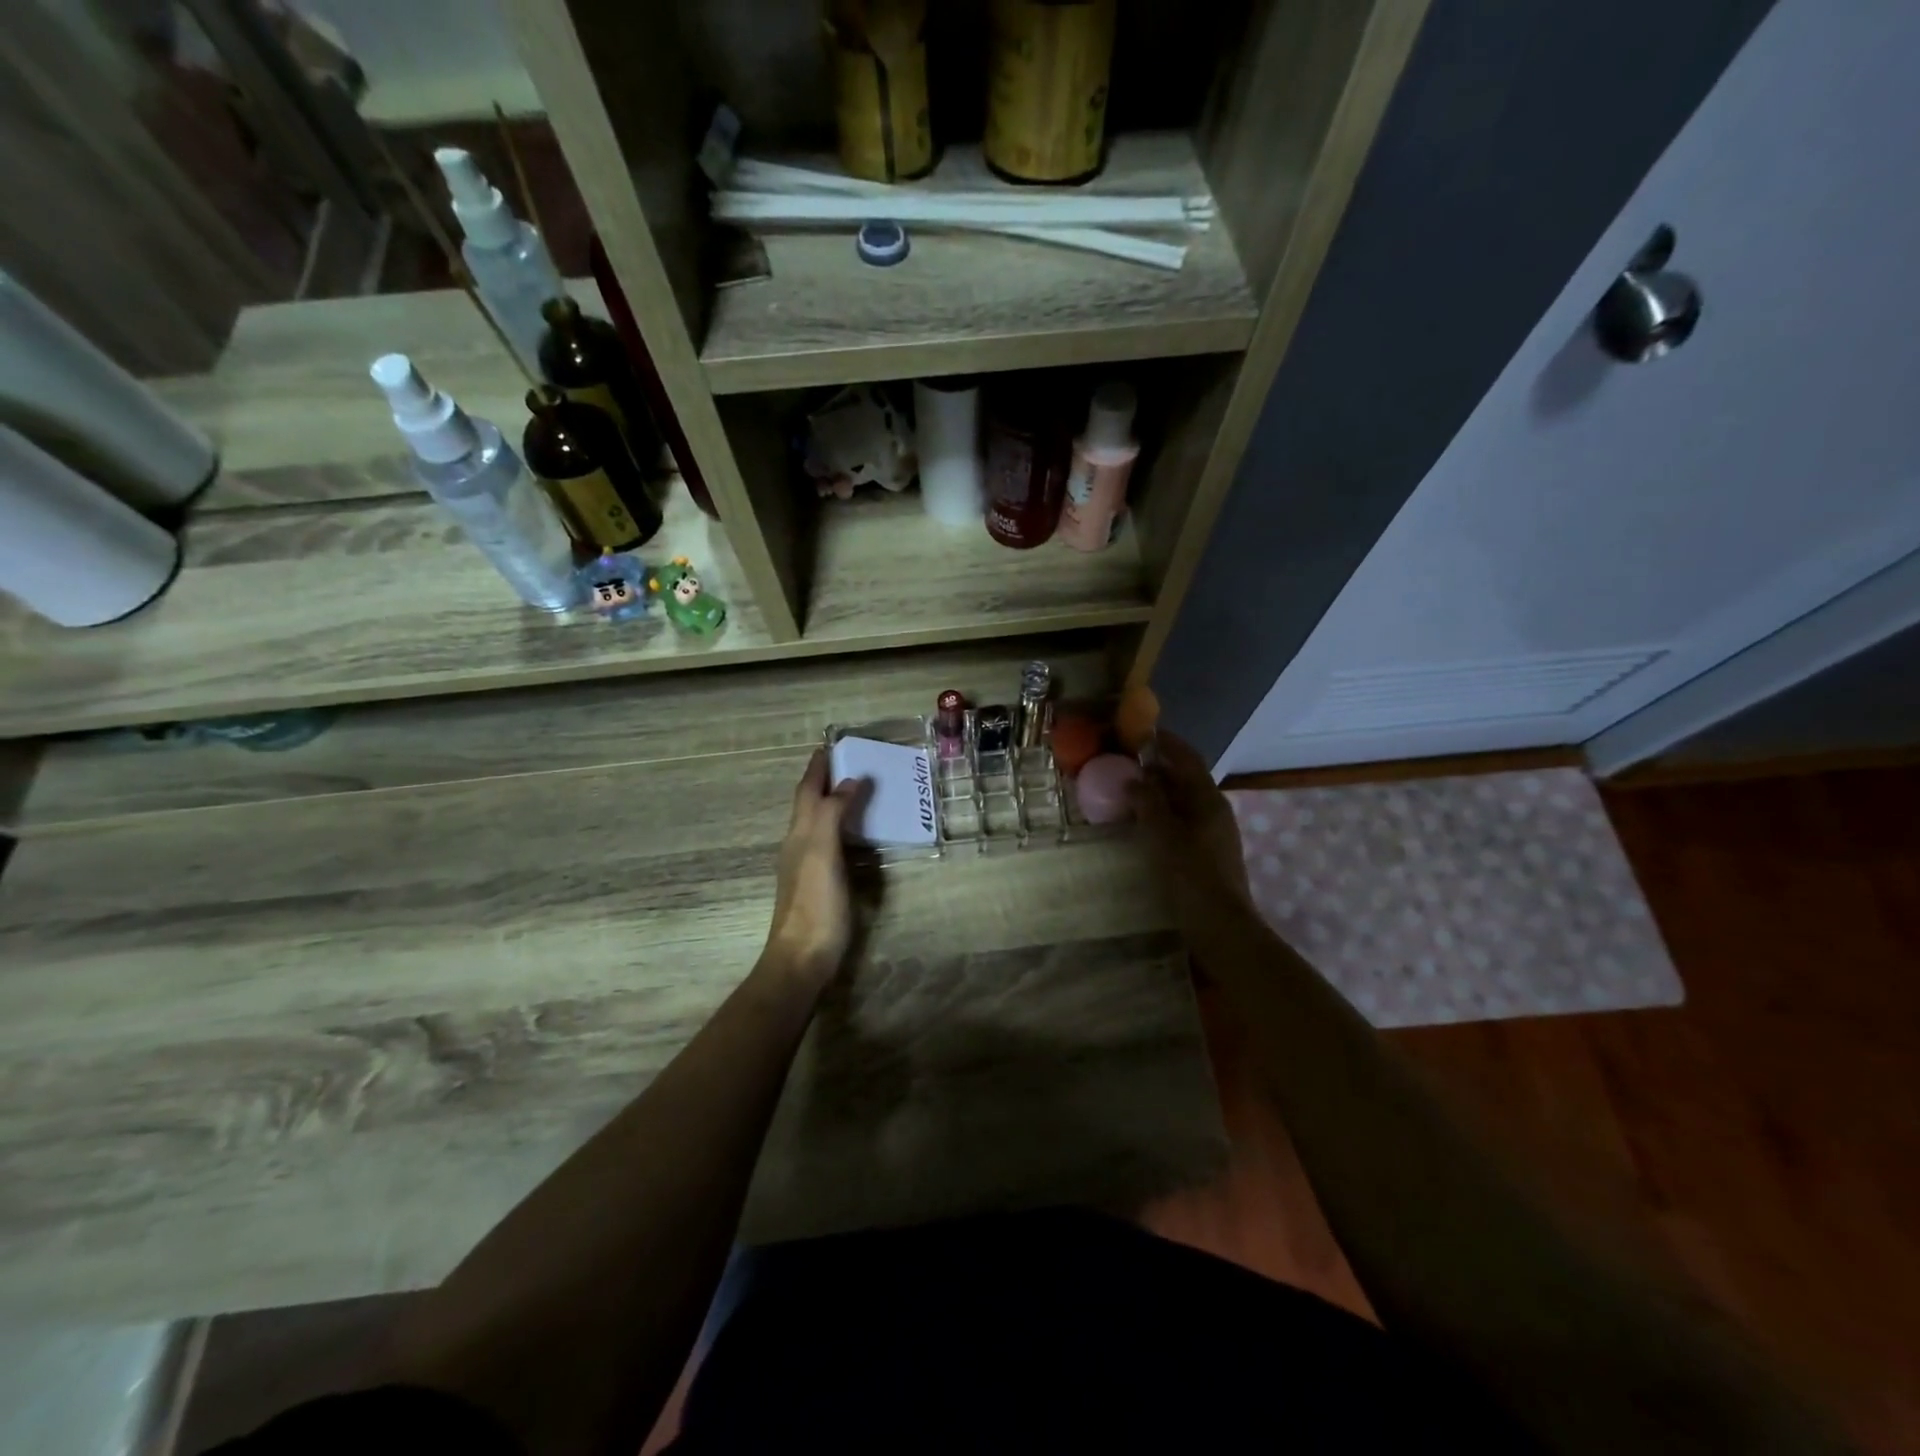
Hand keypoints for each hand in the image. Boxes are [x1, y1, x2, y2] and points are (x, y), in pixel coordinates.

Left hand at [762, 750, 862, 988]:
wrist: (802, 958)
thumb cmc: (815, 904)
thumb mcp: (823, 853)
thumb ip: (833, 815)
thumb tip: (849, 781)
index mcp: (800, 834)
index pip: (807, 791)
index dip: (817, 768)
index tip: (830, 745)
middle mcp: (800, 844)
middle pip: (809, 804)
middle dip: (823, 780)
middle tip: (847, 762)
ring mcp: (807, 866)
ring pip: (817, 822)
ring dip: (831, 802)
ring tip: (854, 789)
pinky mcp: (820, 884)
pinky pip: (829, 842)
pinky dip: (840, 826)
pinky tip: (854, 834)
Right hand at [1133, 732, 1252, 929]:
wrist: (1220, 926)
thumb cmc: (1191, 875)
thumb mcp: (1163, 835)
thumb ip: (1148, 803)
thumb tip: (1135, 778)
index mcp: (1208, 799)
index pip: (1188, 758)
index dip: (1167, 743)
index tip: (1143, 732)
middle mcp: (1215, 811)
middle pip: (1186, 779)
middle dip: (1159, 768)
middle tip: (1127, 763)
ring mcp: (1214, 834)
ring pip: (1184, 802)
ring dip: (1160, 793)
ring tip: (1130, 791)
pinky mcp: (1208, 854)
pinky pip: (1183, 822)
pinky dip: (1163, 815)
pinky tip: (1143, 825)